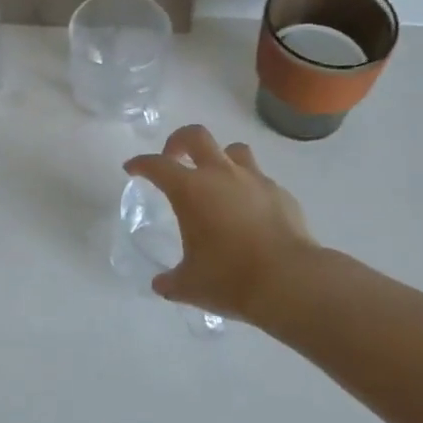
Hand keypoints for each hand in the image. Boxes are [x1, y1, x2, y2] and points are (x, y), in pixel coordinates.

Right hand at [125, 124, 319, 321]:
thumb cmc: (230, 279)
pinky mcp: (280, 193)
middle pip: (196, 136)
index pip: (157, 165)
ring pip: (233, 150)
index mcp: (190, 190)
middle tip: (173, 157)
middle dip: (178, 141)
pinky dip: (248, 187)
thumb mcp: (190, 286)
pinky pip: (259, 179)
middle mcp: (221, 175)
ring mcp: (255, 180)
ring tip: (215, 180)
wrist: (291, 282)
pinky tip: (248, 210)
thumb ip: (171, 281)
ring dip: (219, 158)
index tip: (132, 168)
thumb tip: (162, 284)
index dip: (140, 164)